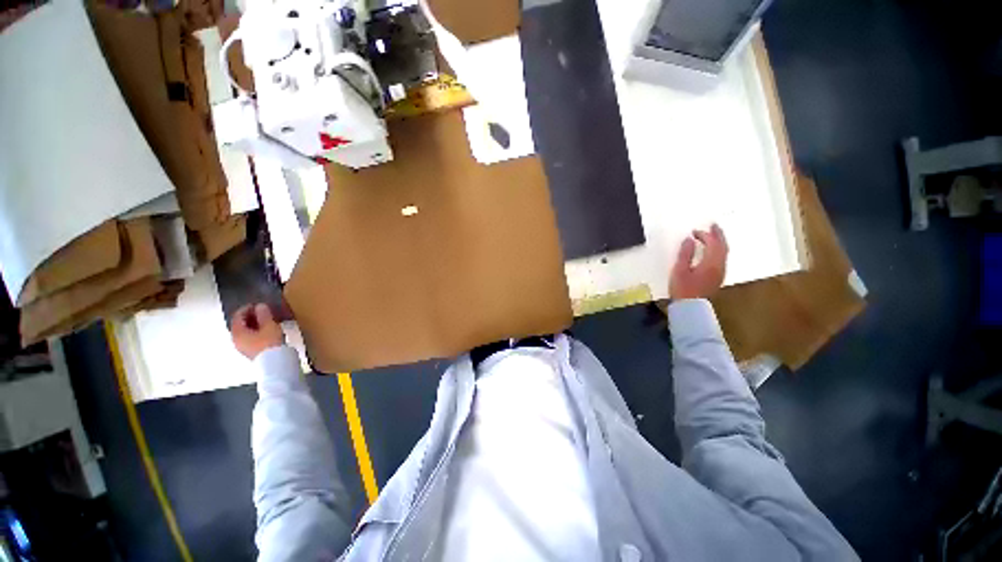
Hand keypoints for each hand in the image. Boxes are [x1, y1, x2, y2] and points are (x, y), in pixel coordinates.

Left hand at [230, 303, 284, 359]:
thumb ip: (264, 314)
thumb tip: (260, 306)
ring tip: (266, 319)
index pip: (238, 316)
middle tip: (262, 311)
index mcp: (237, 332)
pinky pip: (249, 337)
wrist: (275, 362)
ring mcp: (242, 347)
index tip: (257, 304)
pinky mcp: (250, 351)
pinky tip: (266, 330)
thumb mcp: (269, 325)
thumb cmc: (270, 343)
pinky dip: (255, 331)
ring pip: (245, 331)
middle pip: (240, 324)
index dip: (247, 308)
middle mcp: (236, 340)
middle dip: (250, 316)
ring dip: (254, 324)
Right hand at [669, 224, 728, 300]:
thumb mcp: (679, 270)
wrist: (690, 307)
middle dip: (718, 235)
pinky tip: (710, 251)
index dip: (705, 235)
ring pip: (724, 253)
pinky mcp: (717, 277)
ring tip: (712, 236)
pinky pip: (721, 259)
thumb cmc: (682, 288)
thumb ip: (685, 254)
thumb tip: (689, 239)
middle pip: (723, 247)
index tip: (694, 231)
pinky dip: (717, 250)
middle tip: (713, 226)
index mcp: (710, 263)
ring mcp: (720, 272)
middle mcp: (719, 266)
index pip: (712, 244)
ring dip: (719, 243)